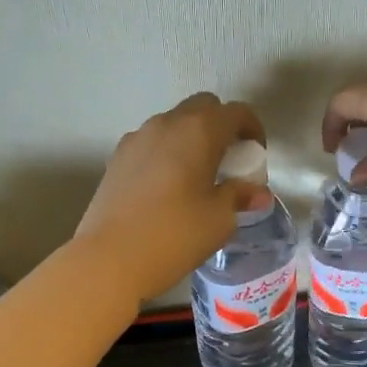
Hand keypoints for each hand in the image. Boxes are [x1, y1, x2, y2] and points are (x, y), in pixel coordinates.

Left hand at [76, 93, 267, 298]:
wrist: (108, 259)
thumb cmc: (174, 235)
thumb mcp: (219, 219)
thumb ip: (240, 196)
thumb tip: (257, 192)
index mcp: (198, 131)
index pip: (235, 112)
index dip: (252, 128)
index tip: (256, 154)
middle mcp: (166, 123)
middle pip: (202, 107)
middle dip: (221, 126)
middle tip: (229, 161)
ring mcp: (136, 138)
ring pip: (173, 123)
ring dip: (192, 138)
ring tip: (198, 176)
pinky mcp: (116, 157)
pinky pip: (151, 142)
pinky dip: (167, 152)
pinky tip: (168, 187)